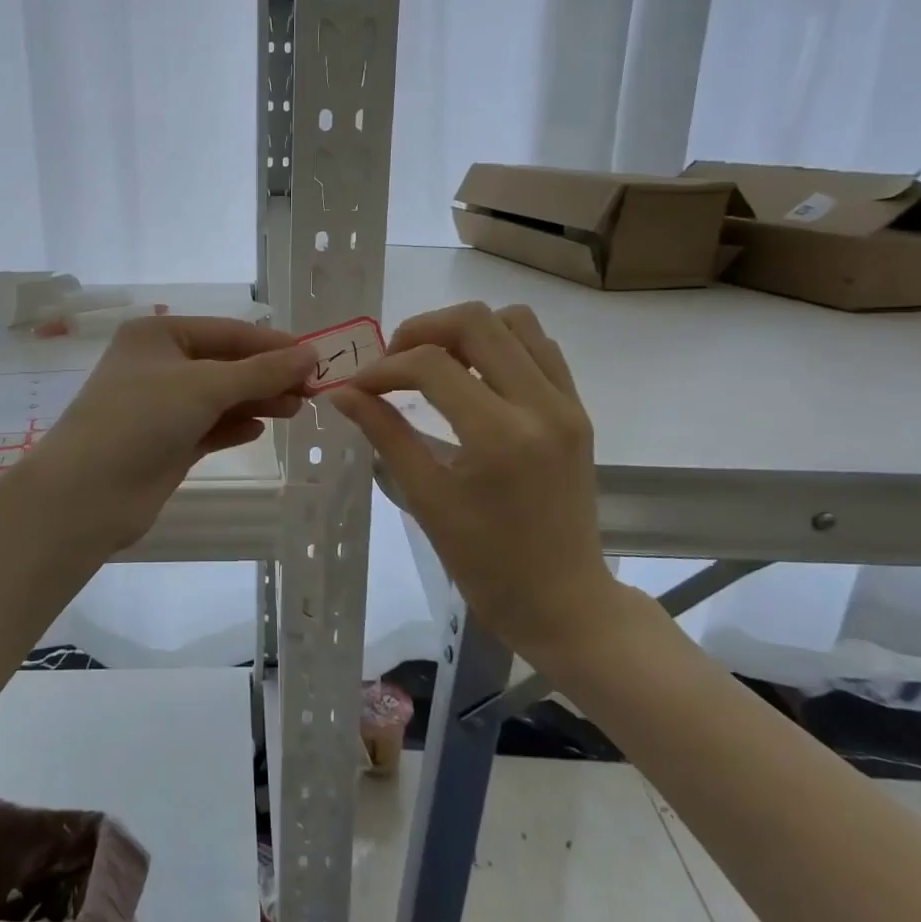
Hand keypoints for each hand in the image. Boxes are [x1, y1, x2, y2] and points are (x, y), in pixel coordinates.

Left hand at [22, 315, 316, 552]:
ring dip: (257, 400)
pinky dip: (234, 426)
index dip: (273, 344)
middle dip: (268, 375)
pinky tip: (259, 429)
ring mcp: (161, 406)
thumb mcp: (205, 386)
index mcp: (159, 335)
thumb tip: (311, 354)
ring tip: (297, 409)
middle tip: (314, 390)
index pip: (228, 332)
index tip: (316, 358)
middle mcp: (159, 365)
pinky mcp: (166, 442)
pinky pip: (209, 427)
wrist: (88, 493)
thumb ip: (261, 371)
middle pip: (226, 364)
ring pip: (220, 396)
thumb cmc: (142, 419)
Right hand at [328, 302, 619, 654]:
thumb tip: (342, 393)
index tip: (357, 386)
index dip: (384, 368)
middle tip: (393, 362)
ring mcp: (566, 403)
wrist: (562, 600)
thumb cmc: (485, 562)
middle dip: (421, 330)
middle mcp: (540, 405)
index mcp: (499, 436)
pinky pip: (540, 347)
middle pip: (476, 322)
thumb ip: (385, 433)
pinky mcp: (578, 409)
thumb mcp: (426, 497)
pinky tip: (473, 375)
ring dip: (465, 330)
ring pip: (514, 321)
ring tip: (434, 363)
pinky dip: (500, 344)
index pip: (431, 365)